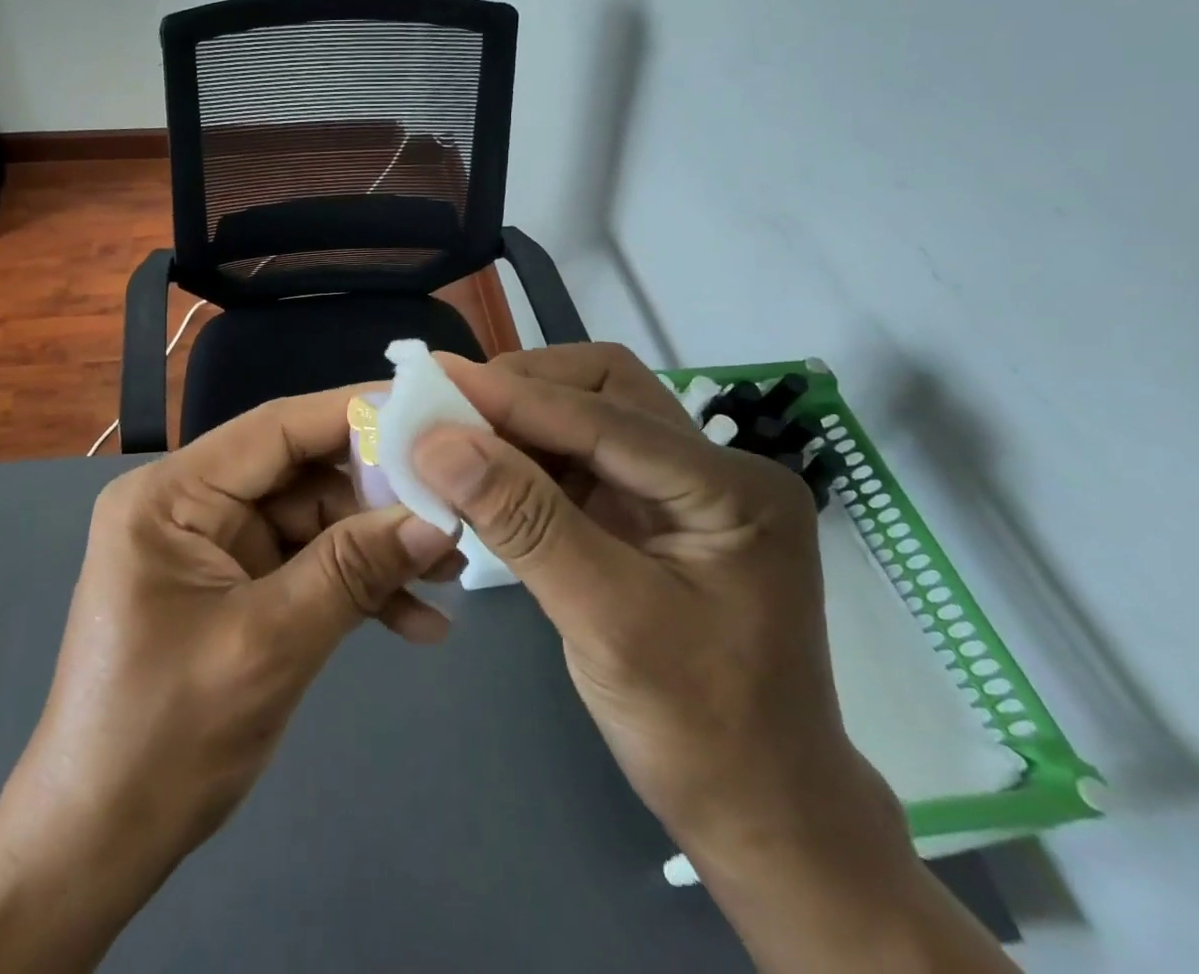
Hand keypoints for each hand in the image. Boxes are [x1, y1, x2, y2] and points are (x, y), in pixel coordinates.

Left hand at [15, 384, 461, 857]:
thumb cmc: (163, 739)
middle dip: (377, 498)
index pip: (275, 430)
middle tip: (453, 508)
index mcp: (172, 495)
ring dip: (375, 550)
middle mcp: (190, 505)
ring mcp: (213, 548)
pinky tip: (414, 622)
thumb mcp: (269, 644)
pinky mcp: (233, 588)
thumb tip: (437, 520)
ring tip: (449, 574)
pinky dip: (353, 589)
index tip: (426, 411)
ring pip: (312, 523)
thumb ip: (353, 571)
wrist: (97, 849)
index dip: (353, 414)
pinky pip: (304, 567)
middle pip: (300, 475)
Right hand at [413, 344, 861, 847]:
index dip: (514, 396)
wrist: (763, 816)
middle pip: (606, 389)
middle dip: (524, 389)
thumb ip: (523, 522)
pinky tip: (485, 473)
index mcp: (732, 487)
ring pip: (587, 415)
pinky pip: (578, 459)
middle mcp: (713, 468)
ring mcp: (681, 488)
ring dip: (519, 419)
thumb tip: (437, 443)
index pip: (607, 417)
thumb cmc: (702, 732)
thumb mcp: (607, 623)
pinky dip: (526, 457)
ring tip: (455, 433)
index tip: (435, 382)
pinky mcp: (648, 512)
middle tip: (449, 407)